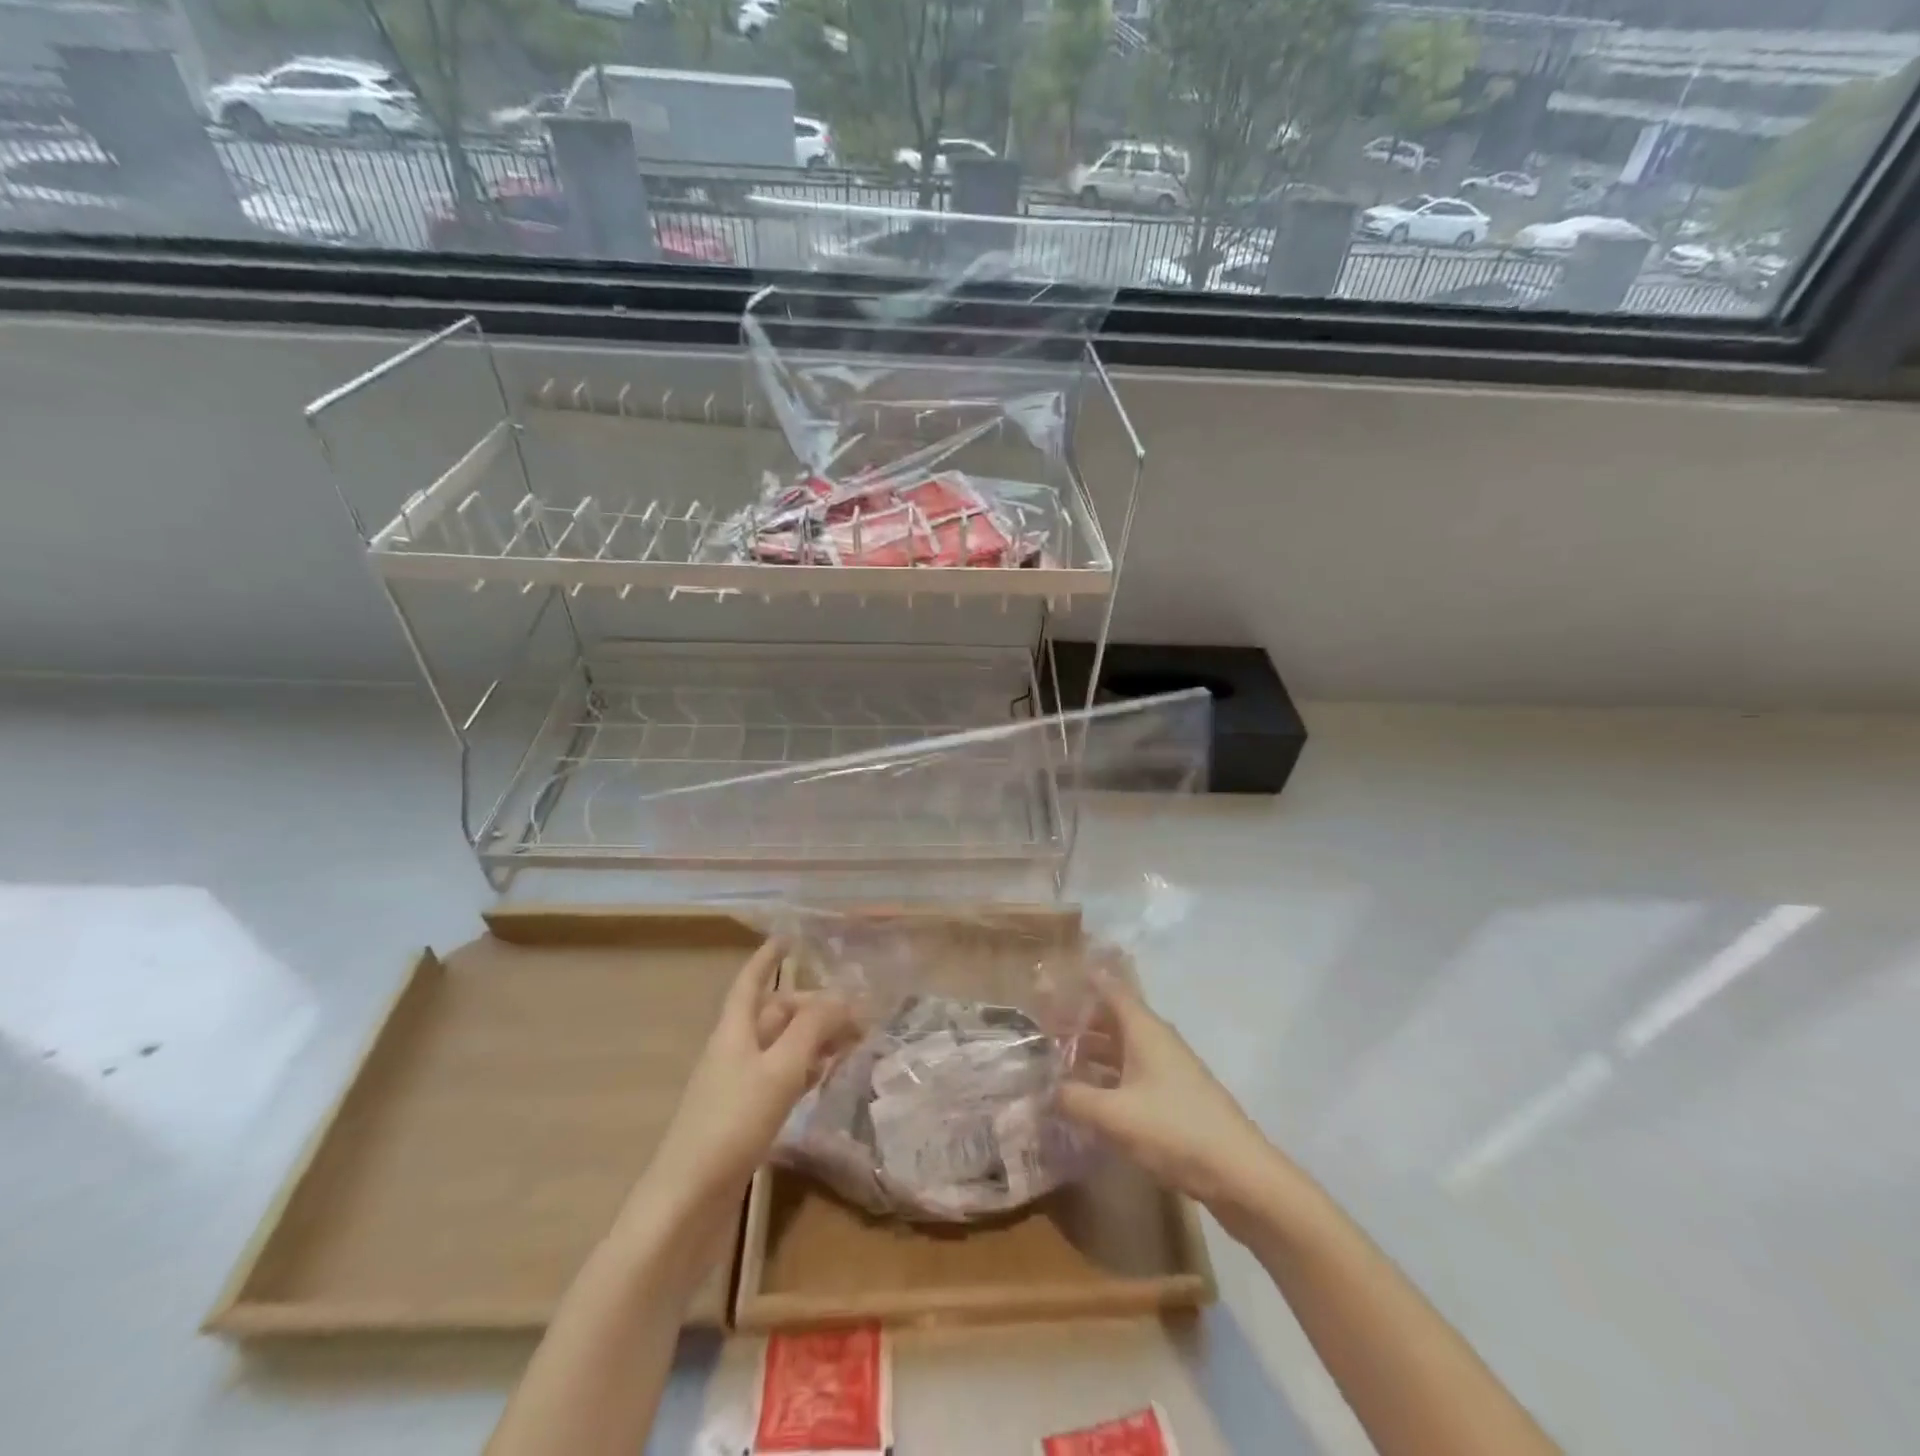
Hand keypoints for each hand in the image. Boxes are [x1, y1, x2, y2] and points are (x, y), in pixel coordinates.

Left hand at [641, 939, 854, 1211]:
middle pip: (774, 1015)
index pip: (751, 983)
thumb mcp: (780, 1070)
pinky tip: (824, 1077)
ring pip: (781, 1047)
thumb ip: (812, 1029)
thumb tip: (841, 996)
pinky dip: (804, 1070)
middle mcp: (734, 1051)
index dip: (767, 958)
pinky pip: (780, 1078)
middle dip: (811, 1006)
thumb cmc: (732, 1124)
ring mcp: (737, 1086)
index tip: (787, 937)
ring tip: (850, 1038)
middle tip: (853, 1010)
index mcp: (734, 1032)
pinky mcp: (744, 1118)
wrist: (687, 1204)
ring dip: (812, 1038)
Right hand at [1057, 977, 1280, 1213]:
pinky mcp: (1173, 1098)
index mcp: (1143, 1030)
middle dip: (1077, 1021)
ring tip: (1053, 1061)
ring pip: (1120, 1049)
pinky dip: (1106, 1078)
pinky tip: (1085, 1097)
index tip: (1049, 980)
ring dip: (1090, 1052)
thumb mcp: (1114, 1115)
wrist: (1240, 1175)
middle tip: (1039, 1028)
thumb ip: (1073, 1098)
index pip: (1109, 989)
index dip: (1081, 981)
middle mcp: (1155, 1041)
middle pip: (1111, 1019)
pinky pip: (1130, 1075)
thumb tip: (1045, 1088)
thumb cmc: (1174, 1130)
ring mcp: (1167, 1070)